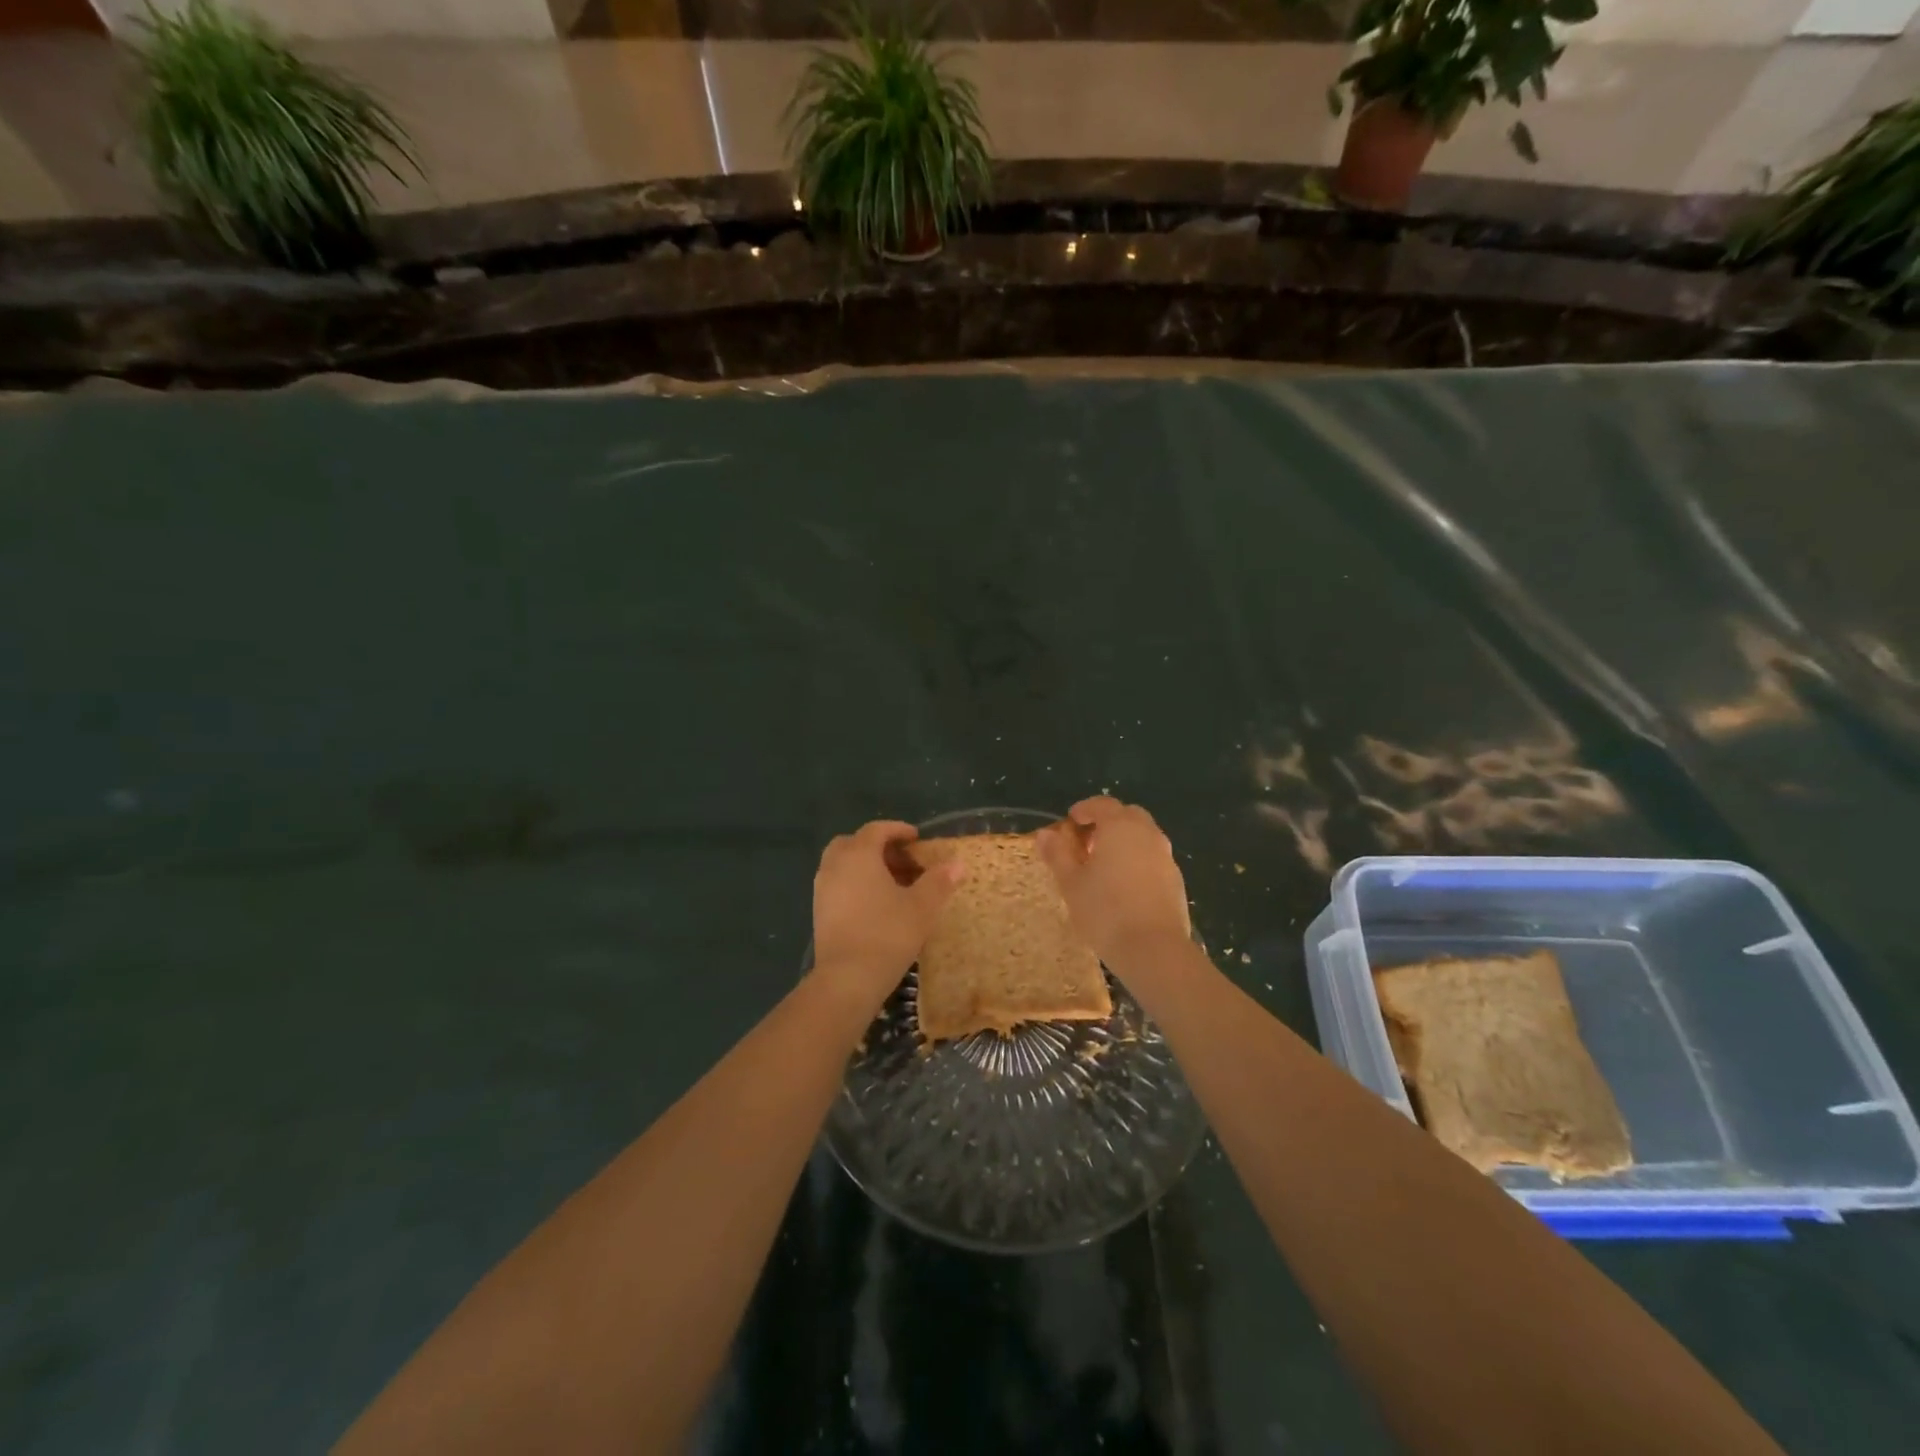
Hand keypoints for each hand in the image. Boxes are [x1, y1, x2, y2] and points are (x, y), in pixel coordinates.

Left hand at [812, 821, 963, 1000]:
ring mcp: (822, 889)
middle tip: (903, 862)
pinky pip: (838, 885)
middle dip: (879, 847)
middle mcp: (835, 865)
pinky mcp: (819, 912)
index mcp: (858, 854)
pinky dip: (856, 884)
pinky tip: (876, 906)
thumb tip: (958, 864)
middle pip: (855, 843)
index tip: (917, 839)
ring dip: (867, 867)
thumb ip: (939, 881)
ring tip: (894, 885)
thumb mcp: (921, 907)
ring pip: (844, 865)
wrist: (847, 979)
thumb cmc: (887, 934)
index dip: (898, 830)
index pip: (877, 829)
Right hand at [1035, 797, 1191, 970]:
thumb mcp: (1071, 883)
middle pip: (1127, 815)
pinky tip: (1124, 887)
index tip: (1070, 822)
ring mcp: (1166, 857)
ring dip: (1124, 842)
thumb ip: (1058, 854)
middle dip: (1107, 823)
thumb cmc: (1105, 911)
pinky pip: (1153, 859)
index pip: (1102, 804)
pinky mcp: (1176, 880)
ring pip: (1143, 837)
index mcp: (1120, 827)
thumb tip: (1045, 834)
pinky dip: (1137, 861)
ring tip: (1104, 868)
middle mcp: (1147, 834)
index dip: (1084, 809)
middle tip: (1087, 844)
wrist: (1154, 949)